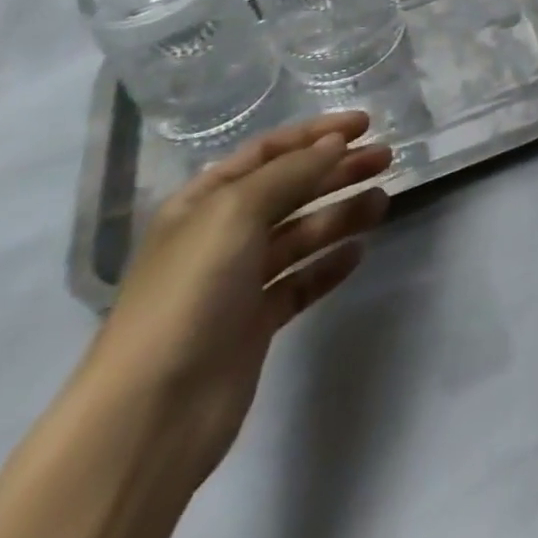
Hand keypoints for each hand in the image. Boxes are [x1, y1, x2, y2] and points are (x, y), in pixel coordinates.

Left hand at [85, 112, 391, 489]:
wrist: (151, 413)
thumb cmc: (190, 293)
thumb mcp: (237, 212)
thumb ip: (292, 172)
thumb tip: (335, 144)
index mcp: (203, 203)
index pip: (268, 152)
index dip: (316, 133)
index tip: (365, 124)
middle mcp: (219, 236)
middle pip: (290, 190)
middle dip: (338, 170)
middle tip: (387, 158)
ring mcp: (237, 282)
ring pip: (301, 234)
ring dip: (341, 213)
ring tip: (382, 203)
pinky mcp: (255, 323)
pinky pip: (300, 281)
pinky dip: (329, 264)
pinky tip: (358, 252)